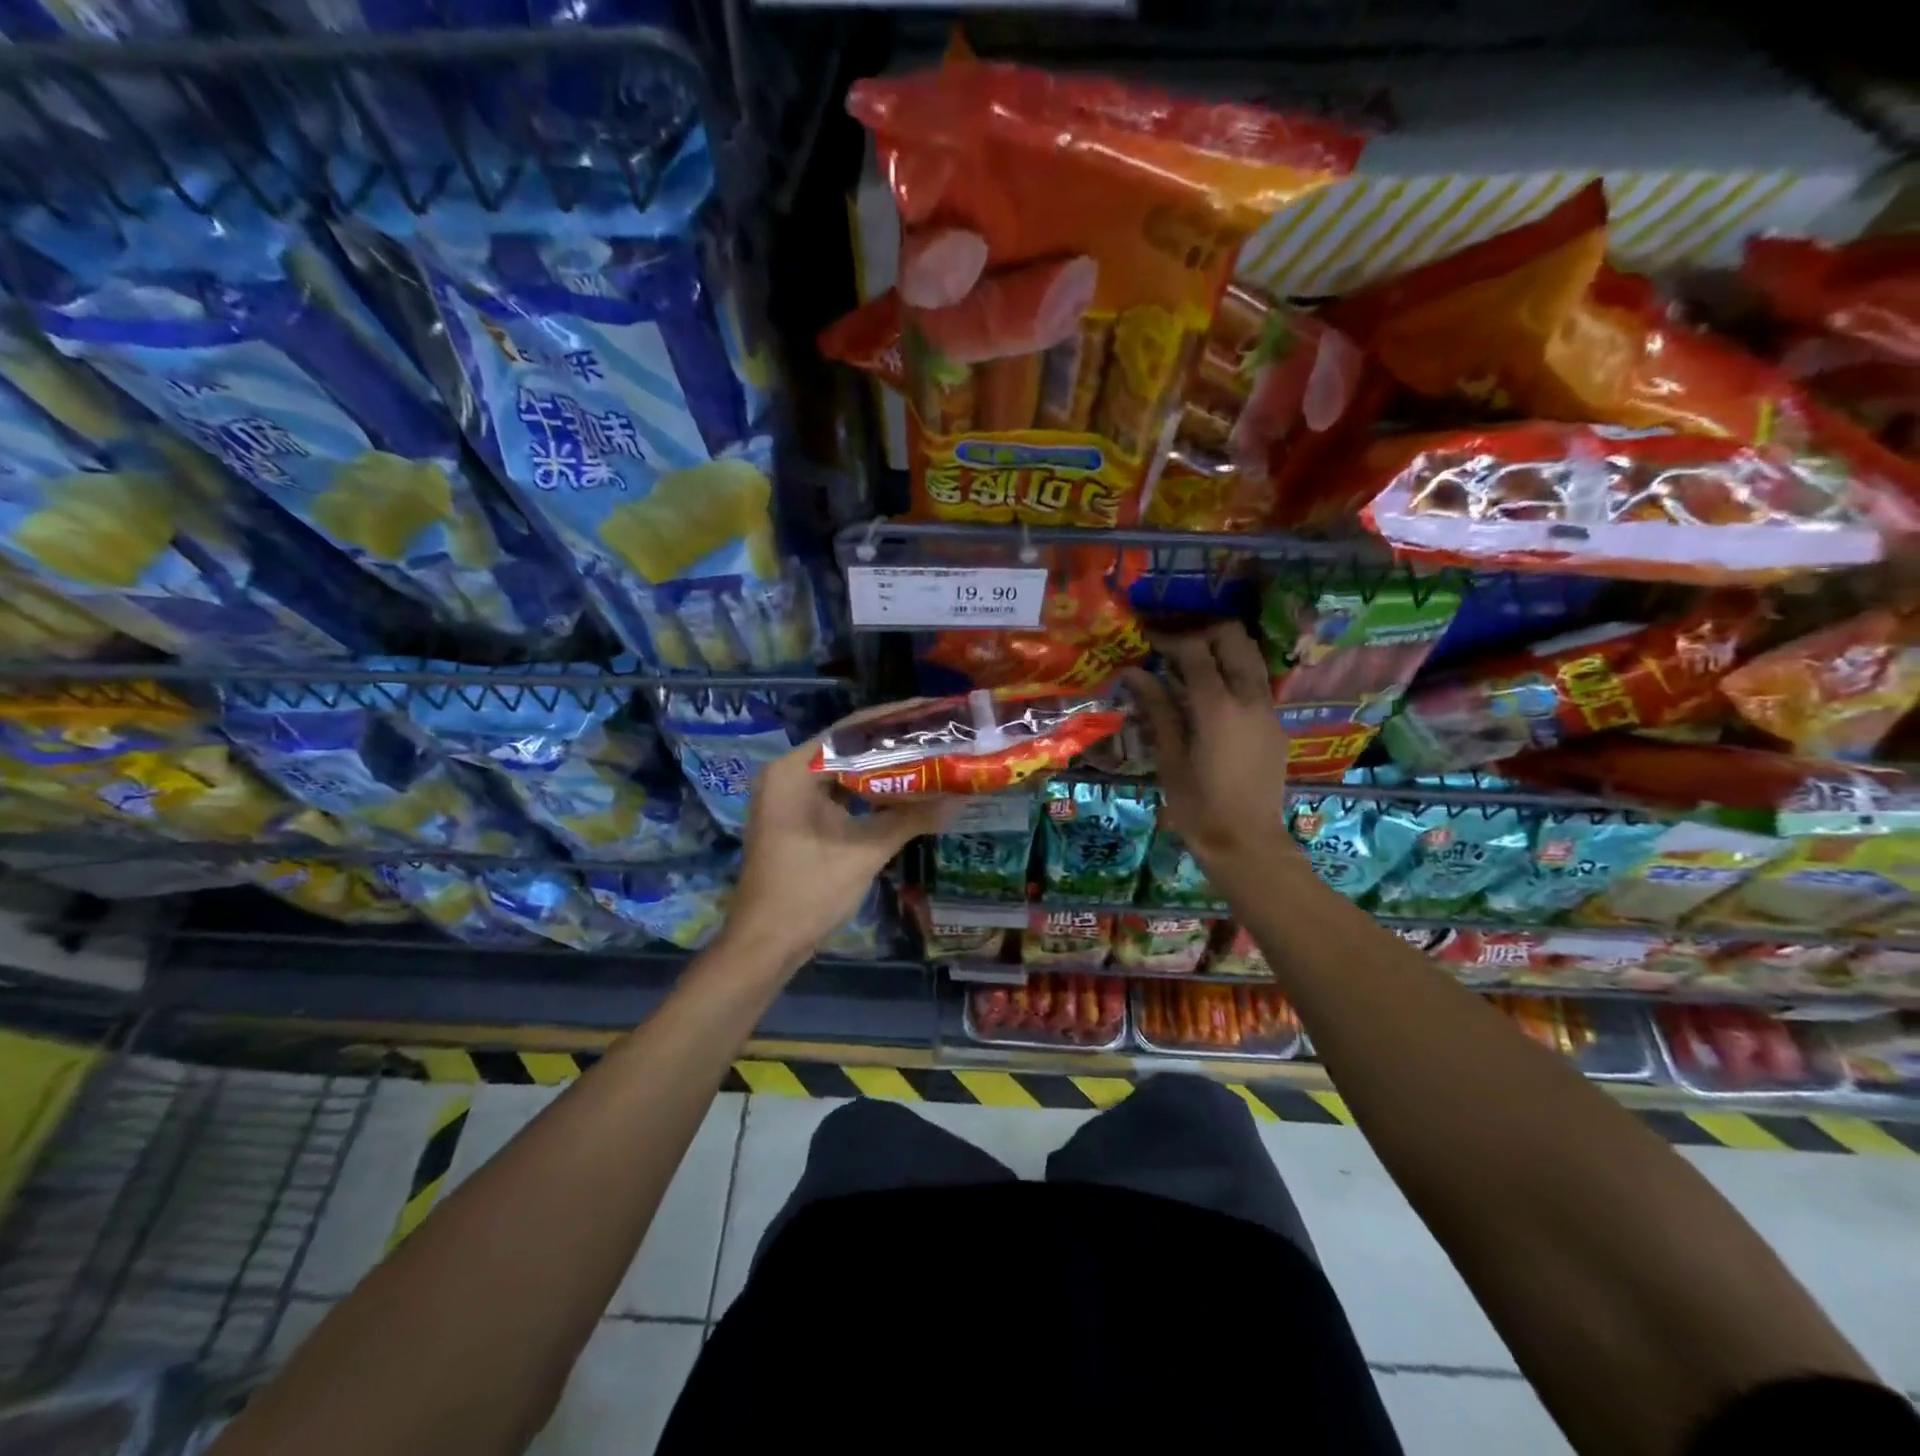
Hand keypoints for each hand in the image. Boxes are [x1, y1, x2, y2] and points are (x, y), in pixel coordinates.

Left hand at [723, 706, 952, 971]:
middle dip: (894, 741)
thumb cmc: (809, 892)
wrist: (766, 945)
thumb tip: (961, 797)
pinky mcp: (795, 817)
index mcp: (794, 771)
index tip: (934, 711)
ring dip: (882, 766)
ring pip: (844, 770)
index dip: (896, 719)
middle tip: (939, 732)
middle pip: (848, 746)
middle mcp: (786, 774)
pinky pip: (837, 791)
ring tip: (929, 754)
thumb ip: (911, 818)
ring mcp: (787, 797)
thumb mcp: (865, 851)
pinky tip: (902, 788)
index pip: (851, 730)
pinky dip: (867, 790)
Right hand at [1122, 622, 1295, 879]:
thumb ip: (1157, 709)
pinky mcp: (1274, 724)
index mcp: (1218, 707)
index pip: (1195, 651)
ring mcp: (1267, 709)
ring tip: (1190, 663)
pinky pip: (1256, 681)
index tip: (1146, 639)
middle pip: (1233, 638)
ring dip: (1222, 649)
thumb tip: (1134, 673)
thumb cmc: (1198, 807)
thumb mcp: (1169, 758)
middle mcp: (1249, 698)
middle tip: (1172, 646)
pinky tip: (1209, 693)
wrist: (1247, 843)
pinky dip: (1233, 671)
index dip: (1168, 638)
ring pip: (1251, 656)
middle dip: (1202, 633)